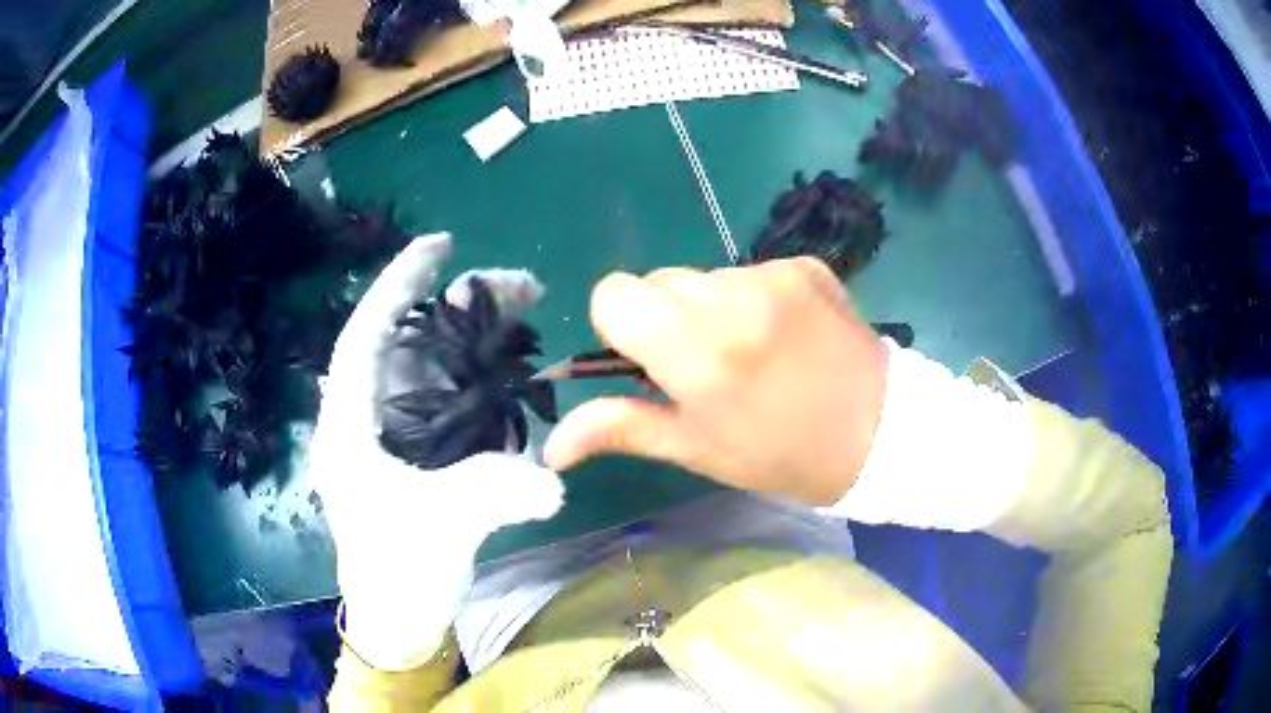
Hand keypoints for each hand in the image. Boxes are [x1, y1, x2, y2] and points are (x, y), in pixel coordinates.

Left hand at [310, 234, 562, 669]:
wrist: (399, 618)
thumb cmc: (400, 575)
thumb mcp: (440, 532)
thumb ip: (490, 495)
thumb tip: (552, 478)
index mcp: (350, 426)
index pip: (366, 336)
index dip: (399, 286)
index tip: (441, 249)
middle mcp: (367, 417)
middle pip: (409, 342)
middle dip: (459, 308)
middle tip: (518, 287)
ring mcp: (393, 433)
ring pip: (430, 365)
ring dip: (474, 337)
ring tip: (525, 312)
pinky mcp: (416, 450)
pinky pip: (447, 395)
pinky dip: (478, 373)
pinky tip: (511, 364)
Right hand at [544, 257, 886, 506]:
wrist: (880, 432)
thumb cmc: (781, 454)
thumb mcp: (697, 450)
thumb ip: (621, 430)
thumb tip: (551, 447)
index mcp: (697, 351)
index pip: (614, 294)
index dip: (621, 326)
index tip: (652, 361)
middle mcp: (731, 299)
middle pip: (658, 281)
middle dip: (667, 318)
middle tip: (707, 365)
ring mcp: (773, 275)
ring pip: (704, 276)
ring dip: (710, 308)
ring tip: (753, 352)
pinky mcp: (805, 264)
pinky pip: (750, 271)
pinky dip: (752, 299)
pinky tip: (786, 335)